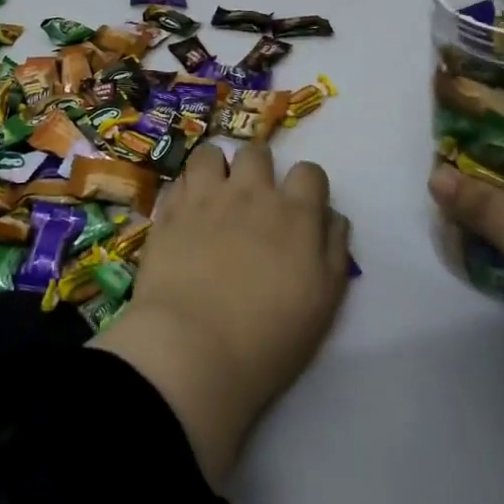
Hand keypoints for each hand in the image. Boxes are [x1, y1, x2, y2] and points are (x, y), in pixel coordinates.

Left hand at [93, 141, 352, 485]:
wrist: (193, 350)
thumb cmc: (269, 338)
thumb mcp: (324, 302)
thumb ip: (334, 250)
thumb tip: (331, 216)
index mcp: (294, 214)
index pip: (309, 172)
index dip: (306, 186)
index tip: (299, 208)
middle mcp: (251, 193)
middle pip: (257, 153)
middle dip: (258, 170)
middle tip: (252, 201)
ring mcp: (205, 197)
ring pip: (211, 154)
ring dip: (216, 168)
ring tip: (213, 195)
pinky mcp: (169, 211)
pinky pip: (178, 179)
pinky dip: (184, 190)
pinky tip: (184, 212)